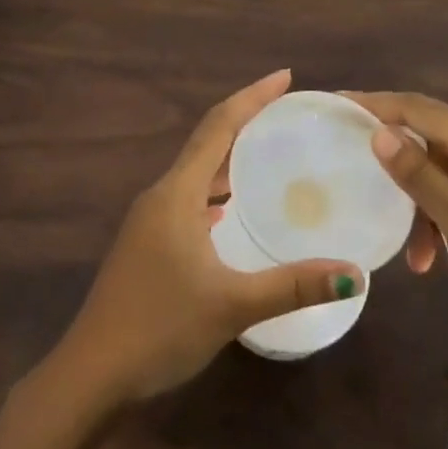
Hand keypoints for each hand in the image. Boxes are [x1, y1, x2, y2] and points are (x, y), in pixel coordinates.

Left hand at [50, 71, 365, 404]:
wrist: (92, 371)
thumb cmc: (160, 326)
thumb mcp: (231, 305)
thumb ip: (293, 285)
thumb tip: (355, 274)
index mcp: (177, 192)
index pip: (218, 126)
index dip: (252, 97)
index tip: (285, 77)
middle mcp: (162, 194)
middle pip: (207, 142)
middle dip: (246, 121)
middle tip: (288, 112)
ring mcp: (151, 219)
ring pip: (197, 172)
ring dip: (230, 157)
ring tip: (270, 151)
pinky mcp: (149, 242)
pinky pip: (190, 198)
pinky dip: (216, 190)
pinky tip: (233, 208)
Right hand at [349, 91, 447, 352]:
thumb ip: (419, 176)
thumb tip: (379, 131)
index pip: (415, 107)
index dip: (373, 103)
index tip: (334, 104)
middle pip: (430, 138)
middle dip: (396, 162)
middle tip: (357, 178)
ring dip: (424, 206)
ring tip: (417, 259)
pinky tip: (447, 258)